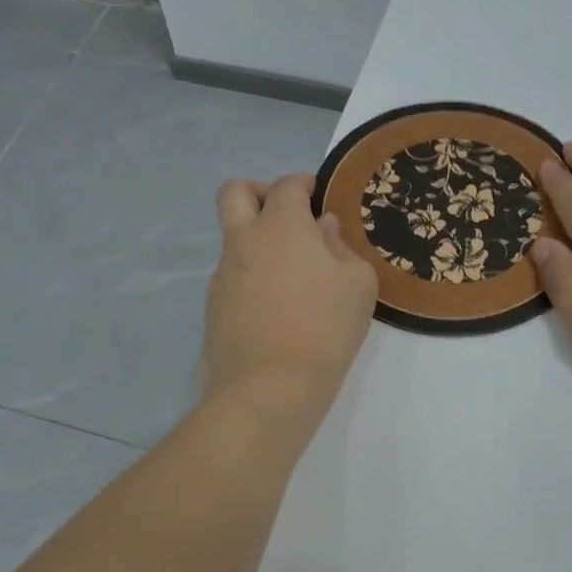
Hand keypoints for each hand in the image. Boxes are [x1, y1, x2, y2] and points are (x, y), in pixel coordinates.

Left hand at [204, 173, 378, 431]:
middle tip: (285, 216)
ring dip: (257, 241)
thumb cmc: (325, 328)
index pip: (286, 186)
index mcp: (281, 226)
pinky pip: (233, 276)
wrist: (270, 387)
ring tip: (292, 276)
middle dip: (258, 192)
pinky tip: (277, 308)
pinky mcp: (214, 307)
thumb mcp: (358, 284)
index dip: (303, 184)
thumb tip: (323, 229)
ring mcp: (223, 274)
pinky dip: (252, 277)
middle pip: (235, 193)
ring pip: (233, 239)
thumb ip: (342, 247)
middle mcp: (244, 241)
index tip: (316, 194)